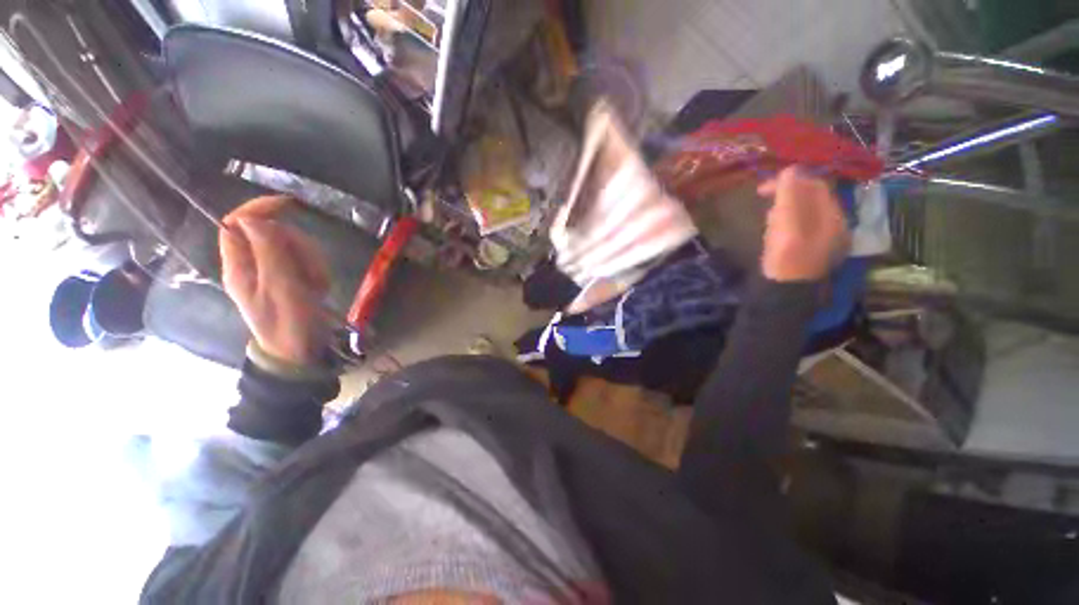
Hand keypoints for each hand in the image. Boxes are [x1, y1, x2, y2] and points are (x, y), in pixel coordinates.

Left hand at [219, 196, 330, 364]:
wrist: (301, 351)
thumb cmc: (288, 323)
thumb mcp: (280, 287)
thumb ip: (267, 252)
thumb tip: (252, 218)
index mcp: (239, 265)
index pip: (237, 224)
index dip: (258, 209)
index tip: (289, 204)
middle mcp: (254, 264)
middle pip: (273, 234)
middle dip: (298, 246)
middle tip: (309, 270)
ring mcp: (275, 272)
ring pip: (295, 247)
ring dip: (312, 263)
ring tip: (317, 286)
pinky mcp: (293, 279)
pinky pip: (308, 262)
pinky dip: (318, 273)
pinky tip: (320, 289)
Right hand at [756, 167, 849, 281]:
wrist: (783, 292)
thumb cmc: (786, 257)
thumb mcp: (787, 223)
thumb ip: (790, 195)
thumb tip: (790, 170)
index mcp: (834, 217)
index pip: (816, 186)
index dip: (791, 180)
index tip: (765, 186)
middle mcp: (834, 226)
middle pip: (811, 198)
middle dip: (786, 195)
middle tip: (762, 198)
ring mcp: (822, 240)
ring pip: (804, 212)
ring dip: (784, 209)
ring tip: (767, 218)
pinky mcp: (809, 250)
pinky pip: (799, 226)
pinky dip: (785, 222)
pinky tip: (773, 230)